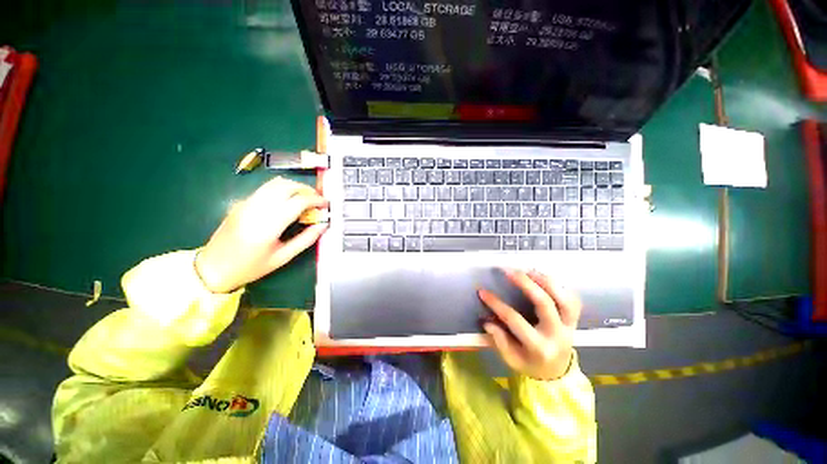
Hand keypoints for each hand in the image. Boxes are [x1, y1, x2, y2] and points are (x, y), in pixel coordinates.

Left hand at [194, 177, 328, 292]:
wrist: (212, 267)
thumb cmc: (250, 267)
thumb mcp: (283, 257)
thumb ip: (306, 239)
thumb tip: (323, 225)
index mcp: (268, 226)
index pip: (297, 202)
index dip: (316, 200)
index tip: (326, 204)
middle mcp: (256, 209)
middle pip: (287, 186)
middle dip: (307, 190)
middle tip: (318, 200)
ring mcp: (246, 203)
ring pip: (275, 183)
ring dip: (295, 186)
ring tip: (306, 198)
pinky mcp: (242, 202)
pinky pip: (266, 188)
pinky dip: (283, 189)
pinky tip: (289, 200)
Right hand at [478, 269, 581, 380]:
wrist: (557, 373)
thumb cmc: (530, 365)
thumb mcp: (511, 360)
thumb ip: (499, 341)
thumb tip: (488, 322)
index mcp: (539, 347)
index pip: (514, 320)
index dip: (496, 304)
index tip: (482, 292)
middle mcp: (556, 334)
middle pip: (544, 303)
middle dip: (525, 283)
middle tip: (508, 271)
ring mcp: (569, 326)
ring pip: (564, 298)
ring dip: (545, 281)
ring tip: (527, 270)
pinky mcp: (574, 320)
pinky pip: (573, 299)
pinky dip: (560, 286)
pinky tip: (544, 277)